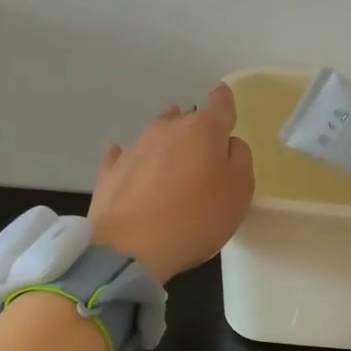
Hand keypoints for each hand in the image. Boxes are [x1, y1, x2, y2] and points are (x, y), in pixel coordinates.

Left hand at [88, 83, 254, 281]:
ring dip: (168, 148)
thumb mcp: (241, 191)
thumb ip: (240, 159)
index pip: (220, 102)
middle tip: (205, 158)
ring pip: (157, 137)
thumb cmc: (198, 217)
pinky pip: (126, 158)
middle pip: (186, 120)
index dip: (226, 102)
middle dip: (196, 133)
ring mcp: (134, 148)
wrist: (131, 248)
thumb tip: (228, 143)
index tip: (227, 108)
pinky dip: (135, 162)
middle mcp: (167, 128)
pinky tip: (135, 171)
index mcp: (204, 129)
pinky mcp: (110, 172)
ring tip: (175, 169)